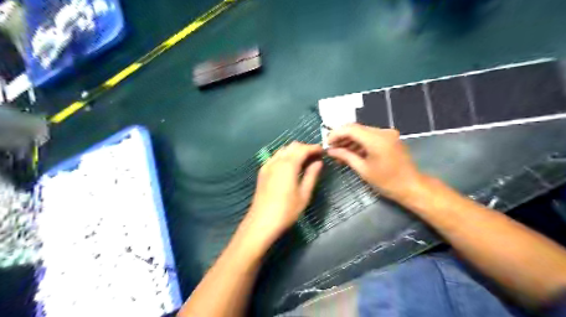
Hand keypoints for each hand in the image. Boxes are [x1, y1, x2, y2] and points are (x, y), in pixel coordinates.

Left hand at [242, 142, 322, 248]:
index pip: (303, 149)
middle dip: (305, 148)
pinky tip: (290, 166)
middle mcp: (276, 161)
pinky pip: (275, 157)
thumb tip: (318, 162)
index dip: (314, 148)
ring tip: (305, 161)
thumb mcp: (304, 194)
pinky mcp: (262, 171)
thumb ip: (311, 175)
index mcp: (288, 165)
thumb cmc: (286, 211)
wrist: (261, 222)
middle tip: (315, 157)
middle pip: (292, 146)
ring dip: (294, 151)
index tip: (323, 151)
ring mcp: (267, 165)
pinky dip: (285, 156)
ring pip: (283, 150)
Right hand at [327, 123, 423, 200]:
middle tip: (331, 148)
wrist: (411, 186)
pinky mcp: (389, 138)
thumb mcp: (363, 169)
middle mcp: (382, 132)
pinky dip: (359, 142)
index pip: (350, 129)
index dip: (336, 134)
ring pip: (362, 131)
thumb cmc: (386, 181)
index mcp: (376, 139)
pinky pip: (370, 136)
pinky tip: (351, 152)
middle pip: (356, 128)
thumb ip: (345, 156)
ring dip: (350, 140)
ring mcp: (387, 134)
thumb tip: (330, 151)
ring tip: (339, 152)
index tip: (327, 144)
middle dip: (342, 137)